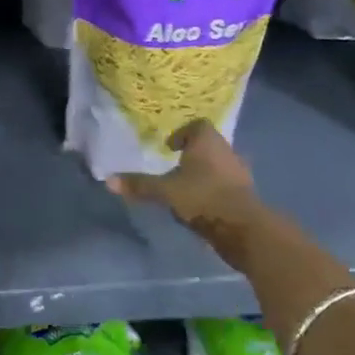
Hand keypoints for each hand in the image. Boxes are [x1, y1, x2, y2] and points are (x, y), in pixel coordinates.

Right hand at [111, 121, 264, 259]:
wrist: (244, 229)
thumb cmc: (203, 197)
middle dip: (193, 154)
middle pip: (209, 145)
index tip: (169, 148)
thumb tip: (107, 180)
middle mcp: (226, 151)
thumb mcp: (166, 191)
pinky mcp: (247, 195)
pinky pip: (227, 185)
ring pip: (219, 166)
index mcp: (207, 141)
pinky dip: (215, 190)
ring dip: (205, 173)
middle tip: (174, 166)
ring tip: (186, 187)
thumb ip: (139, 185)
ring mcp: (240, 173)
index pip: (197, 126)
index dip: (182, 134)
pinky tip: (202, 205)